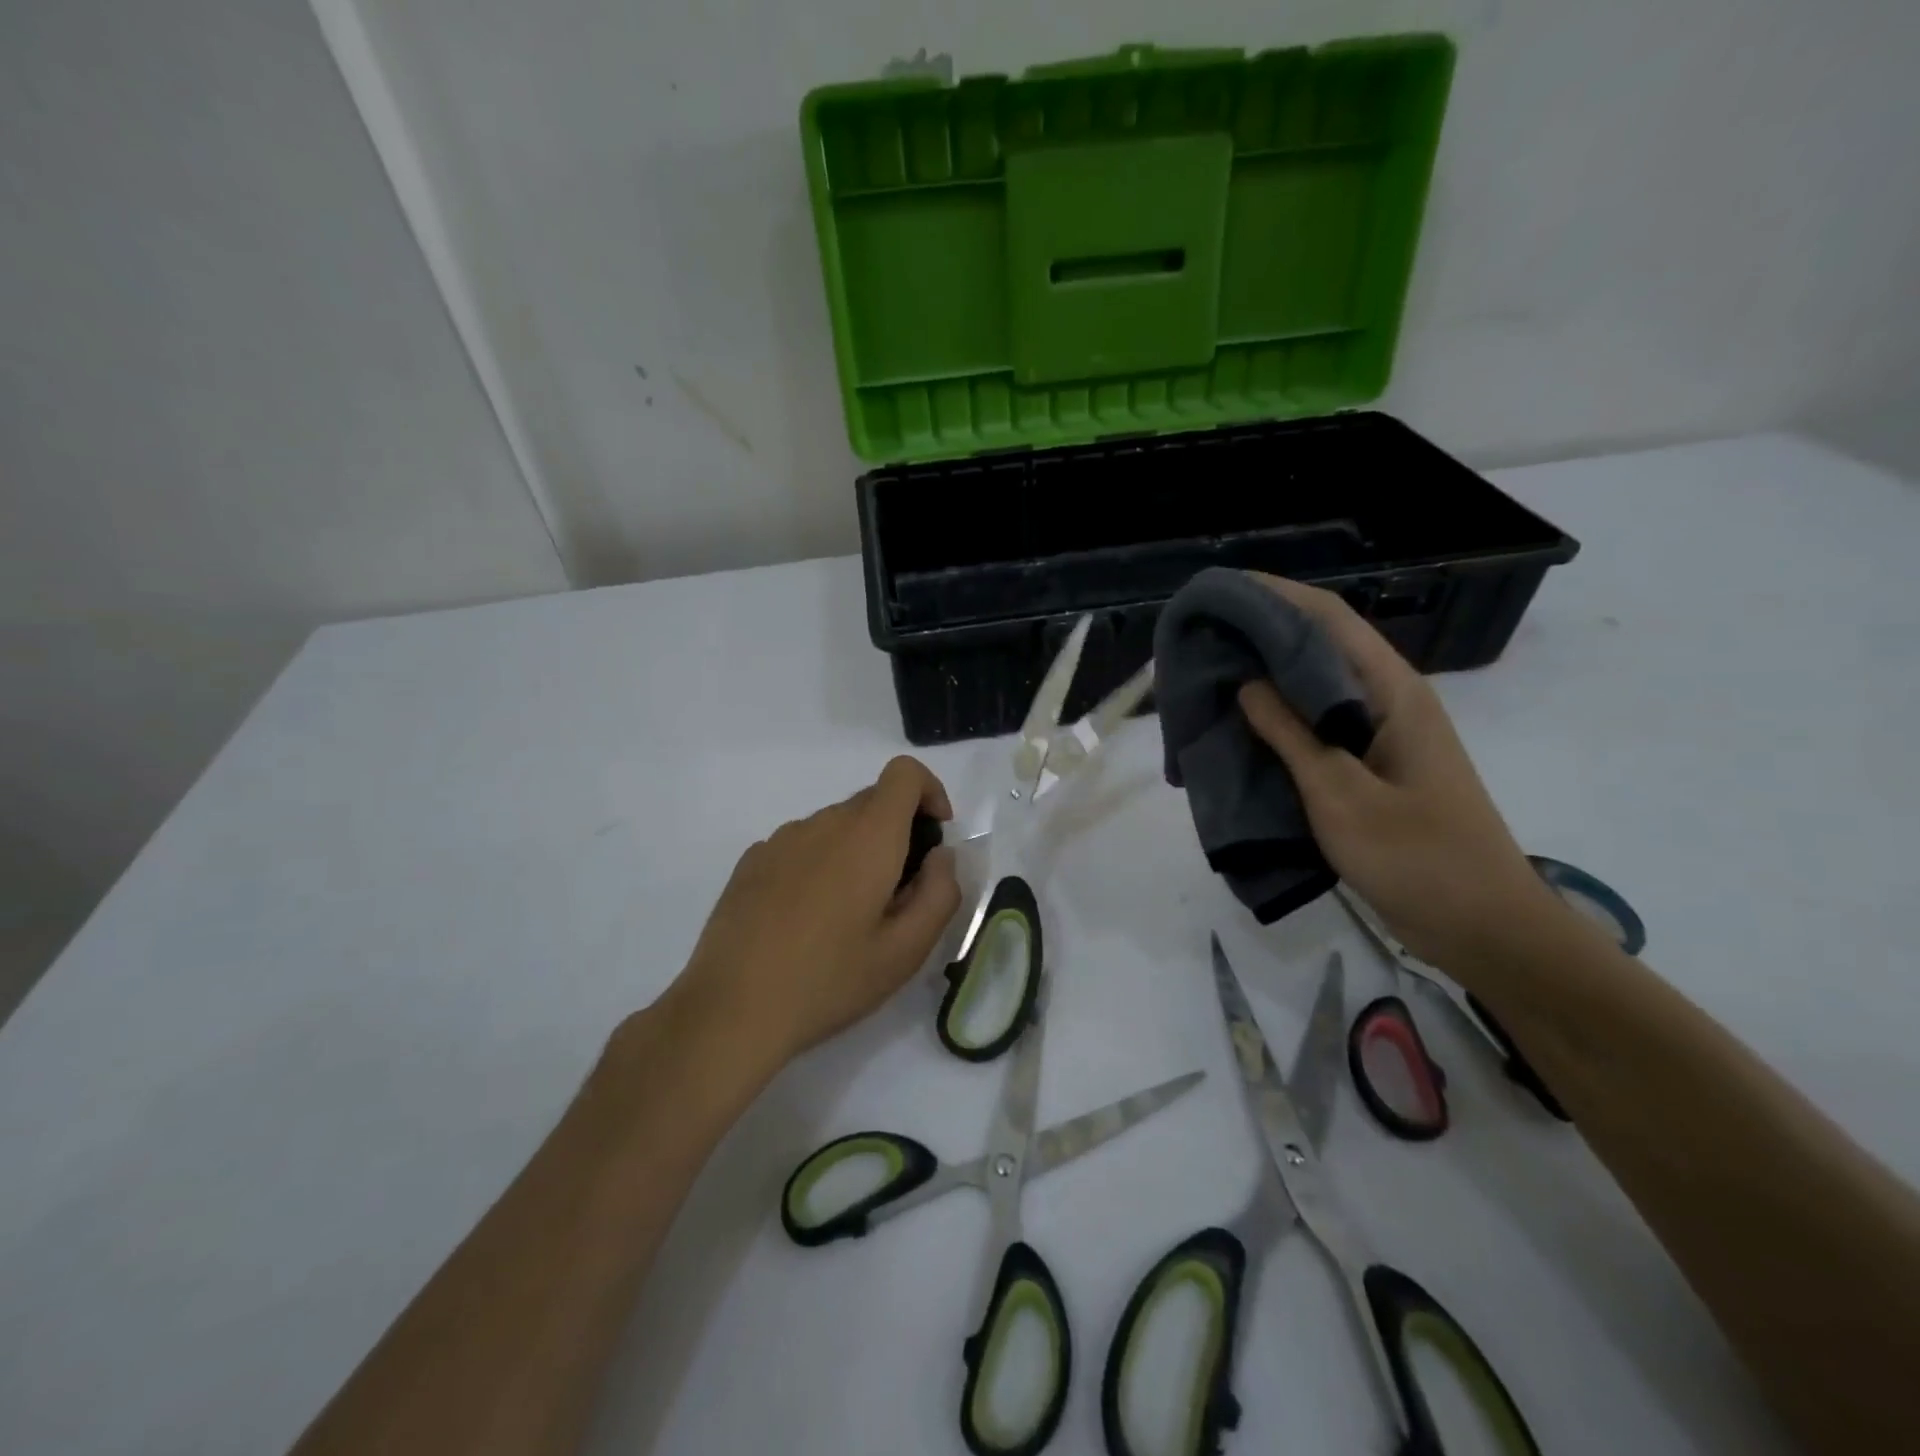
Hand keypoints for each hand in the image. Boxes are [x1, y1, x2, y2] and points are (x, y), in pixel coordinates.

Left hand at [673, 757, 961, 1069]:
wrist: (732, 1008)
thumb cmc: (830, 979)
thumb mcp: (906, 951)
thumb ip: (940, 893)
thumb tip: (939, 856)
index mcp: (867, 836)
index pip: (904, 774)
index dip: (930, 792)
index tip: (934, 837)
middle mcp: (823, 822)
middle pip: (872, 802)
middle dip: (897, 834)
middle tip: (896, 897)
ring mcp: (781, 839)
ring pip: (836, 826)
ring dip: (856, 852)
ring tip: (847, 916)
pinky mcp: (752, 861)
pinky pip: (802, 845)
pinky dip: (820, 864)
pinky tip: (805, 919)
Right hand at [1236, 574, 1561, 969]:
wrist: (1484, 929)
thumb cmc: (1418, 859)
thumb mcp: (1341, 795)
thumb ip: (1292, 735)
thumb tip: (1247, 682)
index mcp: (1392, 693)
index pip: (1328, 620)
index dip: (1274, 597)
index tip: (1221, 592)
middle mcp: (1388, 702)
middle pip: (1320, 647)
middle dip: (1262, 634)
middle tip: (1203, 638)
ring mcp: (1382, 736)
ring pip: (1316, 689)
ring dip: (1267, 678)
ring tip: (1211, 676)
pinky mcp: (1371, 768)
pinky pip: (1317, 727)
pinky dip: (1279, 721)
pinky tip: (1243, 730)